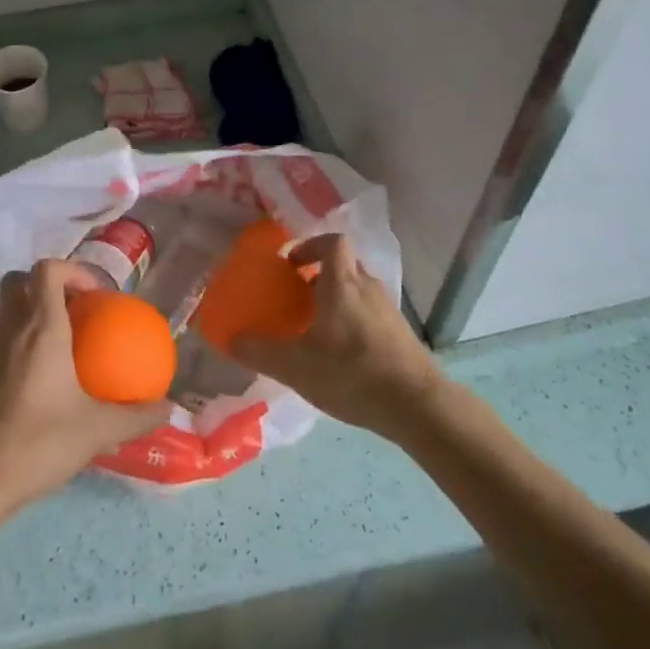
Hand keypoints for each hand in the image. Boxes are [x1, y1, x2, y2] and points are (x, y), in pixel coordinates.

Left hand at [0, 259, 169, 514]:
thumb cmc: (37, 443)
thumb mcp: (96, 431)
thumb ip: (136, 417)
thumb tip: (166, 408)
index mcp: (40, 329)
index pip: (48, 270)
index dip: (73, 270)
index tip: (95, 295)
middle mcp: (9, 329)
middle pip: (19, 281)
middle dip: (47, 286)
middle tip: (75, 313)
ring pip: (7, 312)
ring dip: (32, 317)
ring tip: (62, 350)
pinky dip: (18, 347)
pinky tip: (37, 385)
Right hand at [228, 233, 442, 441]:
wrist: (418, 406)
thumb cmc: (352, 373)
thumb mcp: (296, 366)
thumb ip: (260, 351)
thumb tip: (231, 339)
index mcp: (342, 284)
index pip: (332, 242)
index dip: (310, 246)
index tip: (290, 265)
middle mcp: (368, 288)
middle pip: (343, 265)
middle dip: (318, 275)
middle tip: (295, 297)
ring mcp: (388, 311)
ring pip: (357, 291)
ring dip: (335, 300)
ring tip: (313, 329)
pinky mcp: (400, 334)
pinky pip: (370, 314)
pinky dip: (352, 322)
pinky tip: (339, 355)